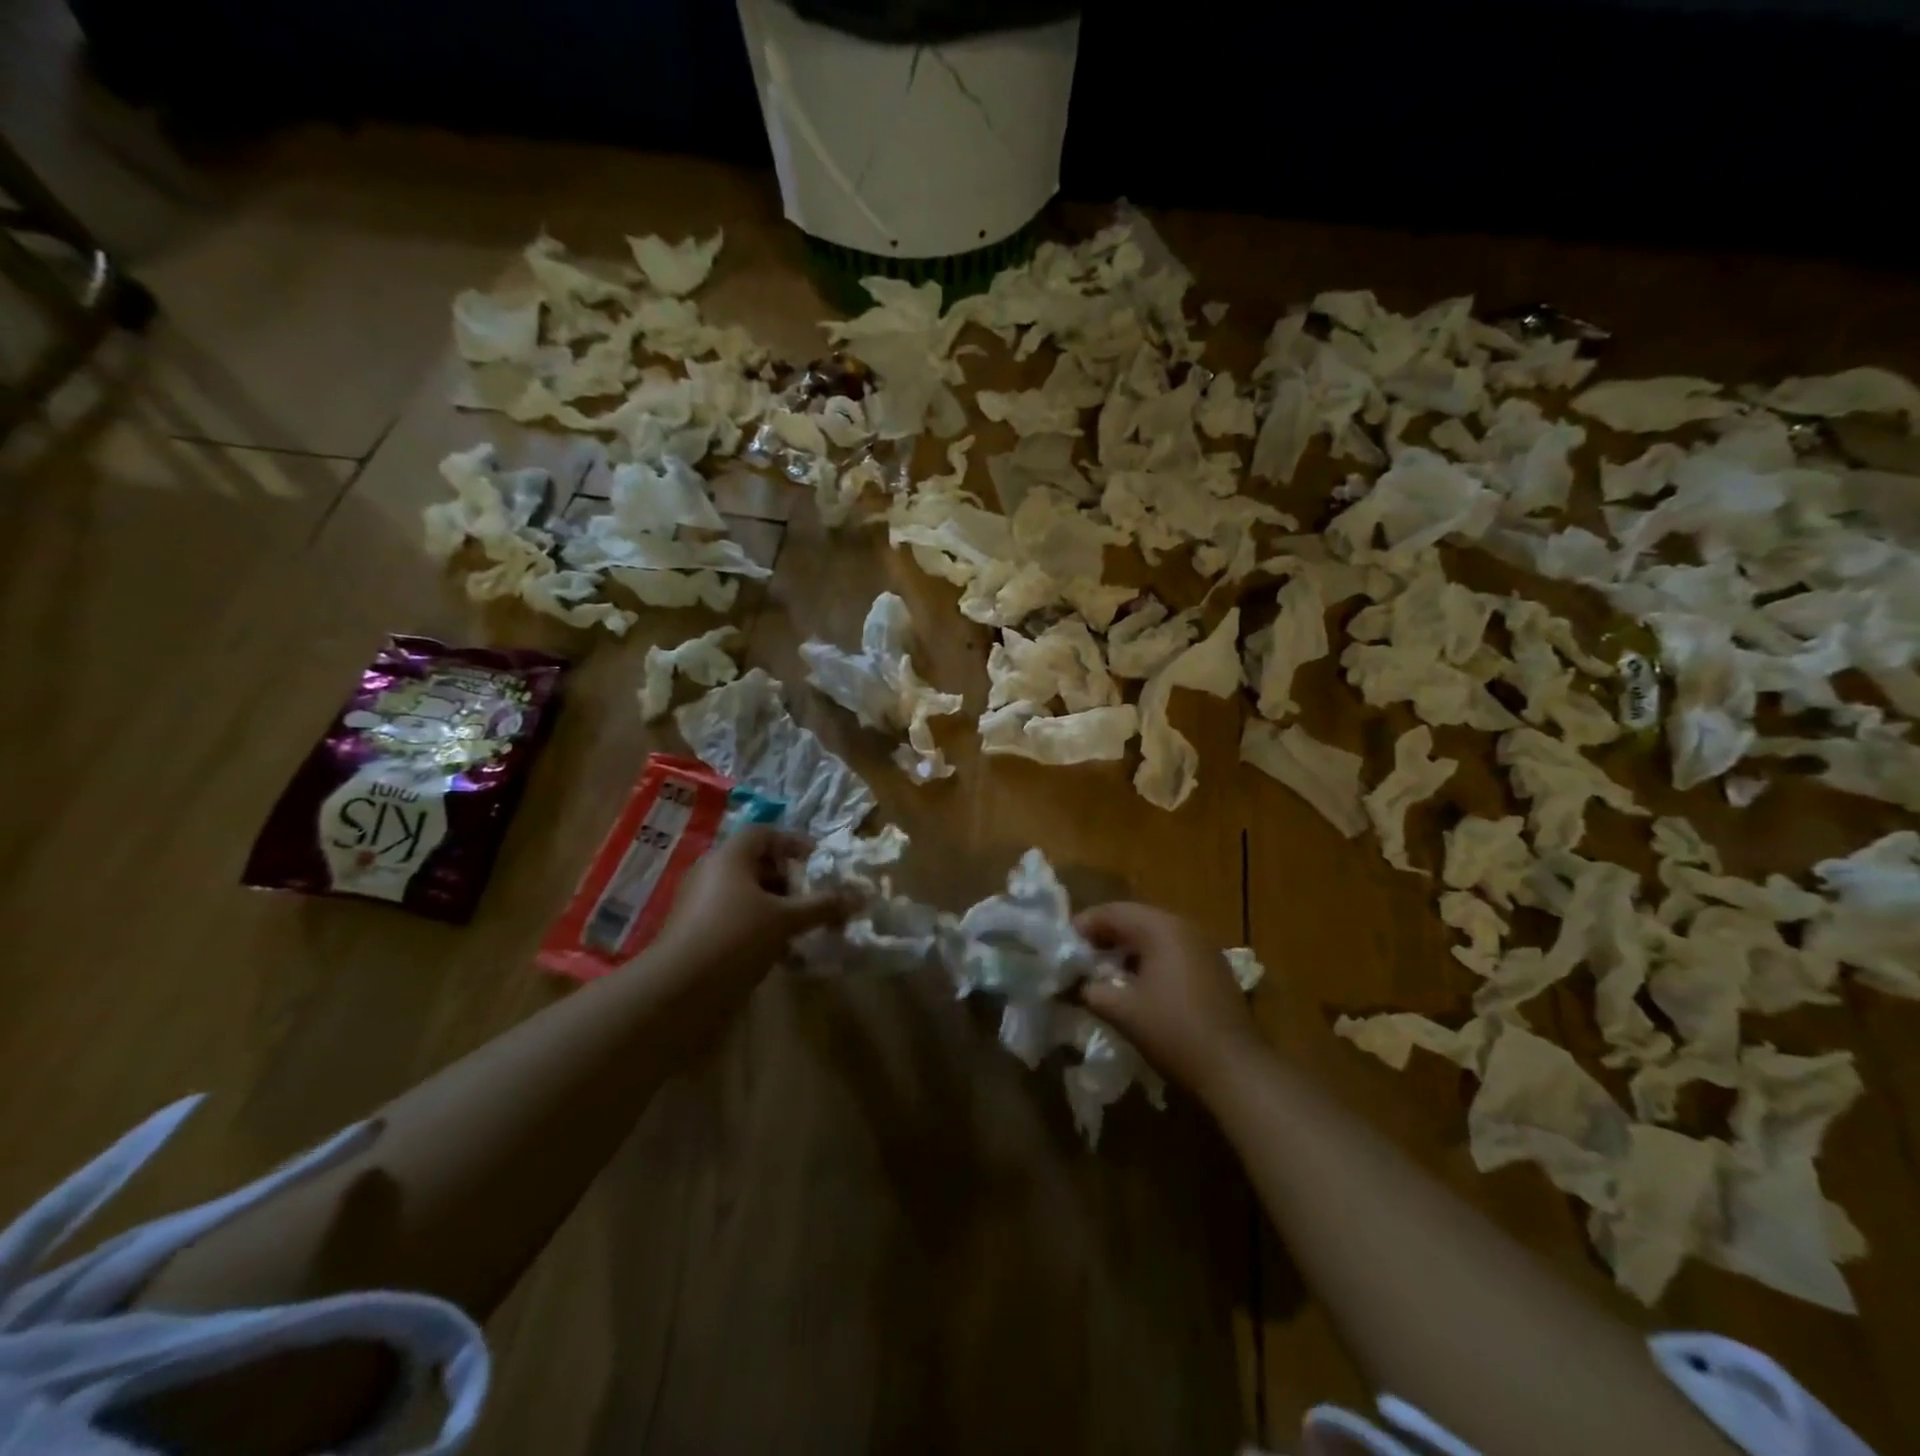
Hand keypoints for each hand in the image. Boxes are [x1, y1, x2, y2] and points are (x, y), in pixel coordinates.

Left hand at [651, 826, 848, 984]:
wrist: (678, 990)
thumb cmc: (736, 937)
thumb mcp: (787, 919)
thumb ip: (823, 906)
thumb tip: (862, 896)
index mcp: (729, 857)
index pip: (764, 834)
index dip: (793, 844)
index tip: (817, 863)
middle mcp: (711, 873)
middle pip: (756, 864)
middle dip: (788, 881)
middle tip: (811, 899)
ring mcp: (700, 904)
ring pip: (746, 895)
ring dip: (776, 908)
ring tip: (800, 930)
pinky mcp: (695, 932)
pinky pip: (734, 918)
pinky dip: (758, 928)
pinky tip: (779, 955)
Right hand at [1074, 902, 1263, 1102]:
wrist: (1235, 1069)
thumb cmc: (1173, 1031)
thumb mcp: (1122, 1011)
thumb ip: (1091, 990)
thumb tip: (1074, 984)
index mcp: (1161, 928)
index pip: (1113, 912)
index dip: (1084, 925)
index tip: (1063, 946)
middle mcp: (1184, 928)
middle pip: (1135, 919)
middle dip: (1105, 935)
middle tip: (1080, 957)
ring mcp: (1203, 948)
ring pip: (1154, 936)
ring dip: (1127, 949)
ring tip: (1104, 971)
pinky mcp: (1213, 970)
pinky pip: (1172, 952)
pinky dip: (1149, 961)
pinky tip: (1137, 986)